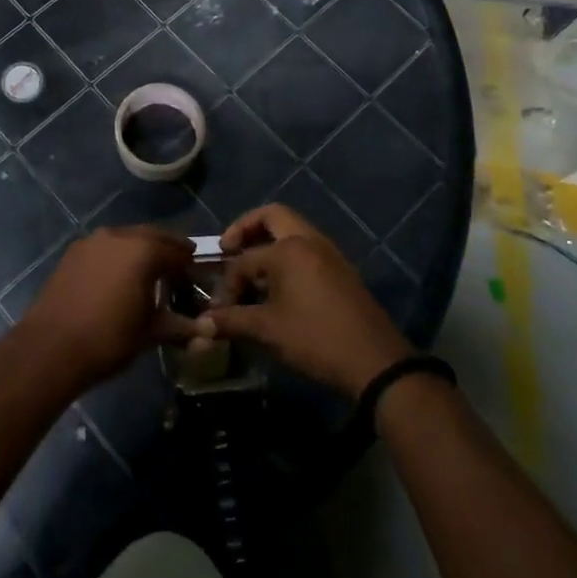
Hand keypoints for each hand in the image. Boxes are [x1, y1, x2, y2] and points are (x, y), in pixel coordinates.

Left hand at [18, 227, 197, 389]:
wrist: (50, 347)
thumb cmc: (108, 339)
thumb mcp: (150, 333)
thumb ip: (180, 325)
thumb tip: (206, 330)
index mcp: (144, 250)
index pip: (177, 252)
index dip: (190, 266)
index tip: (197, 279)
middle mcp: (119, 236)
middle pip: (153, 236)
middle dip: (168, 249)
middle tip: (179, 268)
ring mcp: (93, 241)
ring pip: (127, 239)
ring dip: (142, 250)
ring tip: (149, 273)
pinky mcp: (73, 253)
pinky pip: (105, 248)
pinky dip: (118, 256)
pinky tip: (119, 278)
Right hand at [199, 204, 411, 396]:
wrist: (375, 361)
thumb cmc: (316, 339)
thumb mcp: (268, 330)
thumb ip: (232, 321)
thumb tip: (201, 324)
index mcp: (288, 249)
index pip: (244, 259)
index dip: (227, 283)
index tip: (218, 309)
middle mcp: (309, 240)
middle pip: (272, 216)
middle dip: (246, 229)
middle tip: (229, 249)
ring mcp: (329, 253)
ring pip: (292, 231)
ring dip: (268, 242)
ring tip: (251, 272)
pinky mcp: (341, 269)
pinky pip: (306, 248)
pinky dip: (287, 255)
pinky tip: (277, 286)